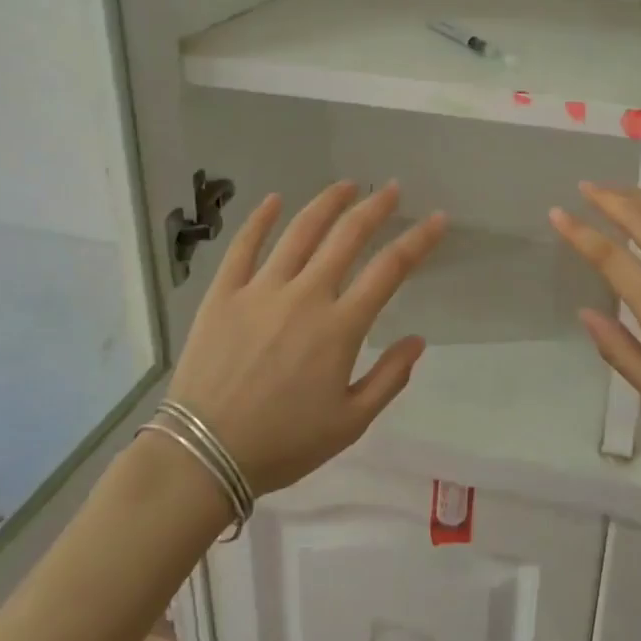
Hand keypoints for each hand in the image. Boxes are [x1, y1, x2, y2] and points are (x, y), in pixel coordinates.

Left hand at [168, 181, 446, 494]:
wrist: (203, 454)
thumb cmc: (283, 443)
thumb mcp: (350, 424)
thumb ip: (389, 379)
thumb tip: (418, 340)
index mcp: (340, 327)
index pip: (390, 269)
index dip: (418, 240)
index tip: (437, 218)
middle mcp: (305, 296)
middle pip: (347, 236)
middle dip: (375, 207)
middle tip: (392, 189)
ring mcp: (260, 290)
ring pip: (300, 231)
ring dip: (327, 203)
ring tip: (346, 185)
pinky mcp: (223, 293)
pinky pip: (244, 246)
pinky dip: (260, 219)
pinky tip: (273, 200)